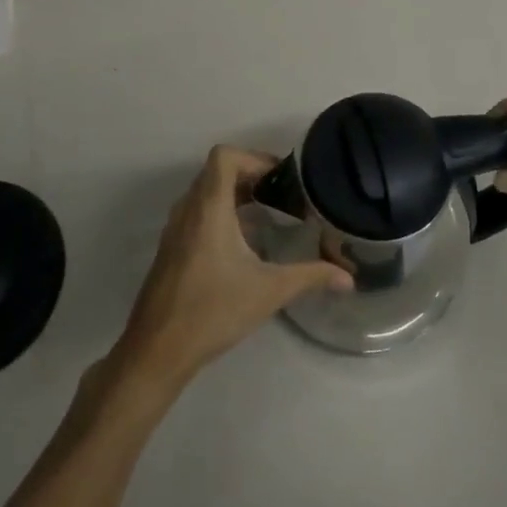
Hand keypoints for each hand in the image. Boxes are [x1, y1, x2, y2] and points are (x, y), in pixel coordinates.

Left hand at [112, 146, 351, 393]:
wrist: (157, 350)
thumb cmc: (213, 311)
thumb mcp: (269, 291)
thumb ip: (310, 277)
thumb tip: (349, 278)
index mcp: (208, 208)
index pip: (224, 156)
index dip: (254, 158)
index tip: (281, 178)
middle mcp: (188, 209)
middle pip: (217, 171)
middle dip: (251, 175)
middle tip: (282, 194)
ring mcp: (176, 228)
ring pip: (206, 191)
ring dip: (235, 193)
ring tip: (268, 212)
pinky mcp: (172, 247)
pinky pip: (197, 211)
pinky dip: (221, 212)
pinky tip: (244, 242)